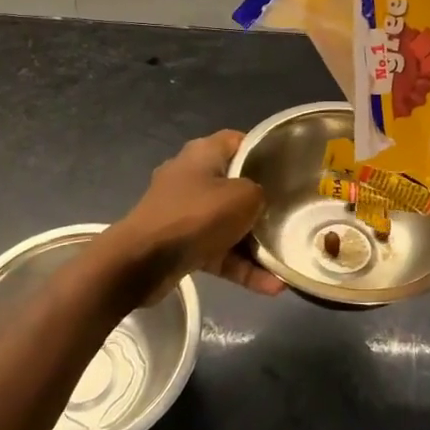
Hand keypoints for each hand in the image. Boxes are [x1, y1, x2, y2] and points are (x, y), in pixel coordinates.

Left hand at [102, 130, 282, 299]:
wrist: (140, 262)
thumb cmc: (195, 216)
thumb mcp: (243, 197)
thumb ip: (260, 193)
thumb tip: (259, 201)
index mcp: (203, 153)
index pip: (238, 142)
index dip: (262, 152)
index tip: (285, 169)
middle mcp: (191, 176)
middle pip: (234, 185)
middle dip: (260, 204)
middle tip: (288, 215)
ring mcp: (182, 212)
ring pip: (227, 223)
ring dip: (254, 245)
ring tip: (285, 262)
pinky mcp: (179, 244)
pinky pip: (217, 252)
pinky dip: (239, 266)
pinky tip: (271, 287)